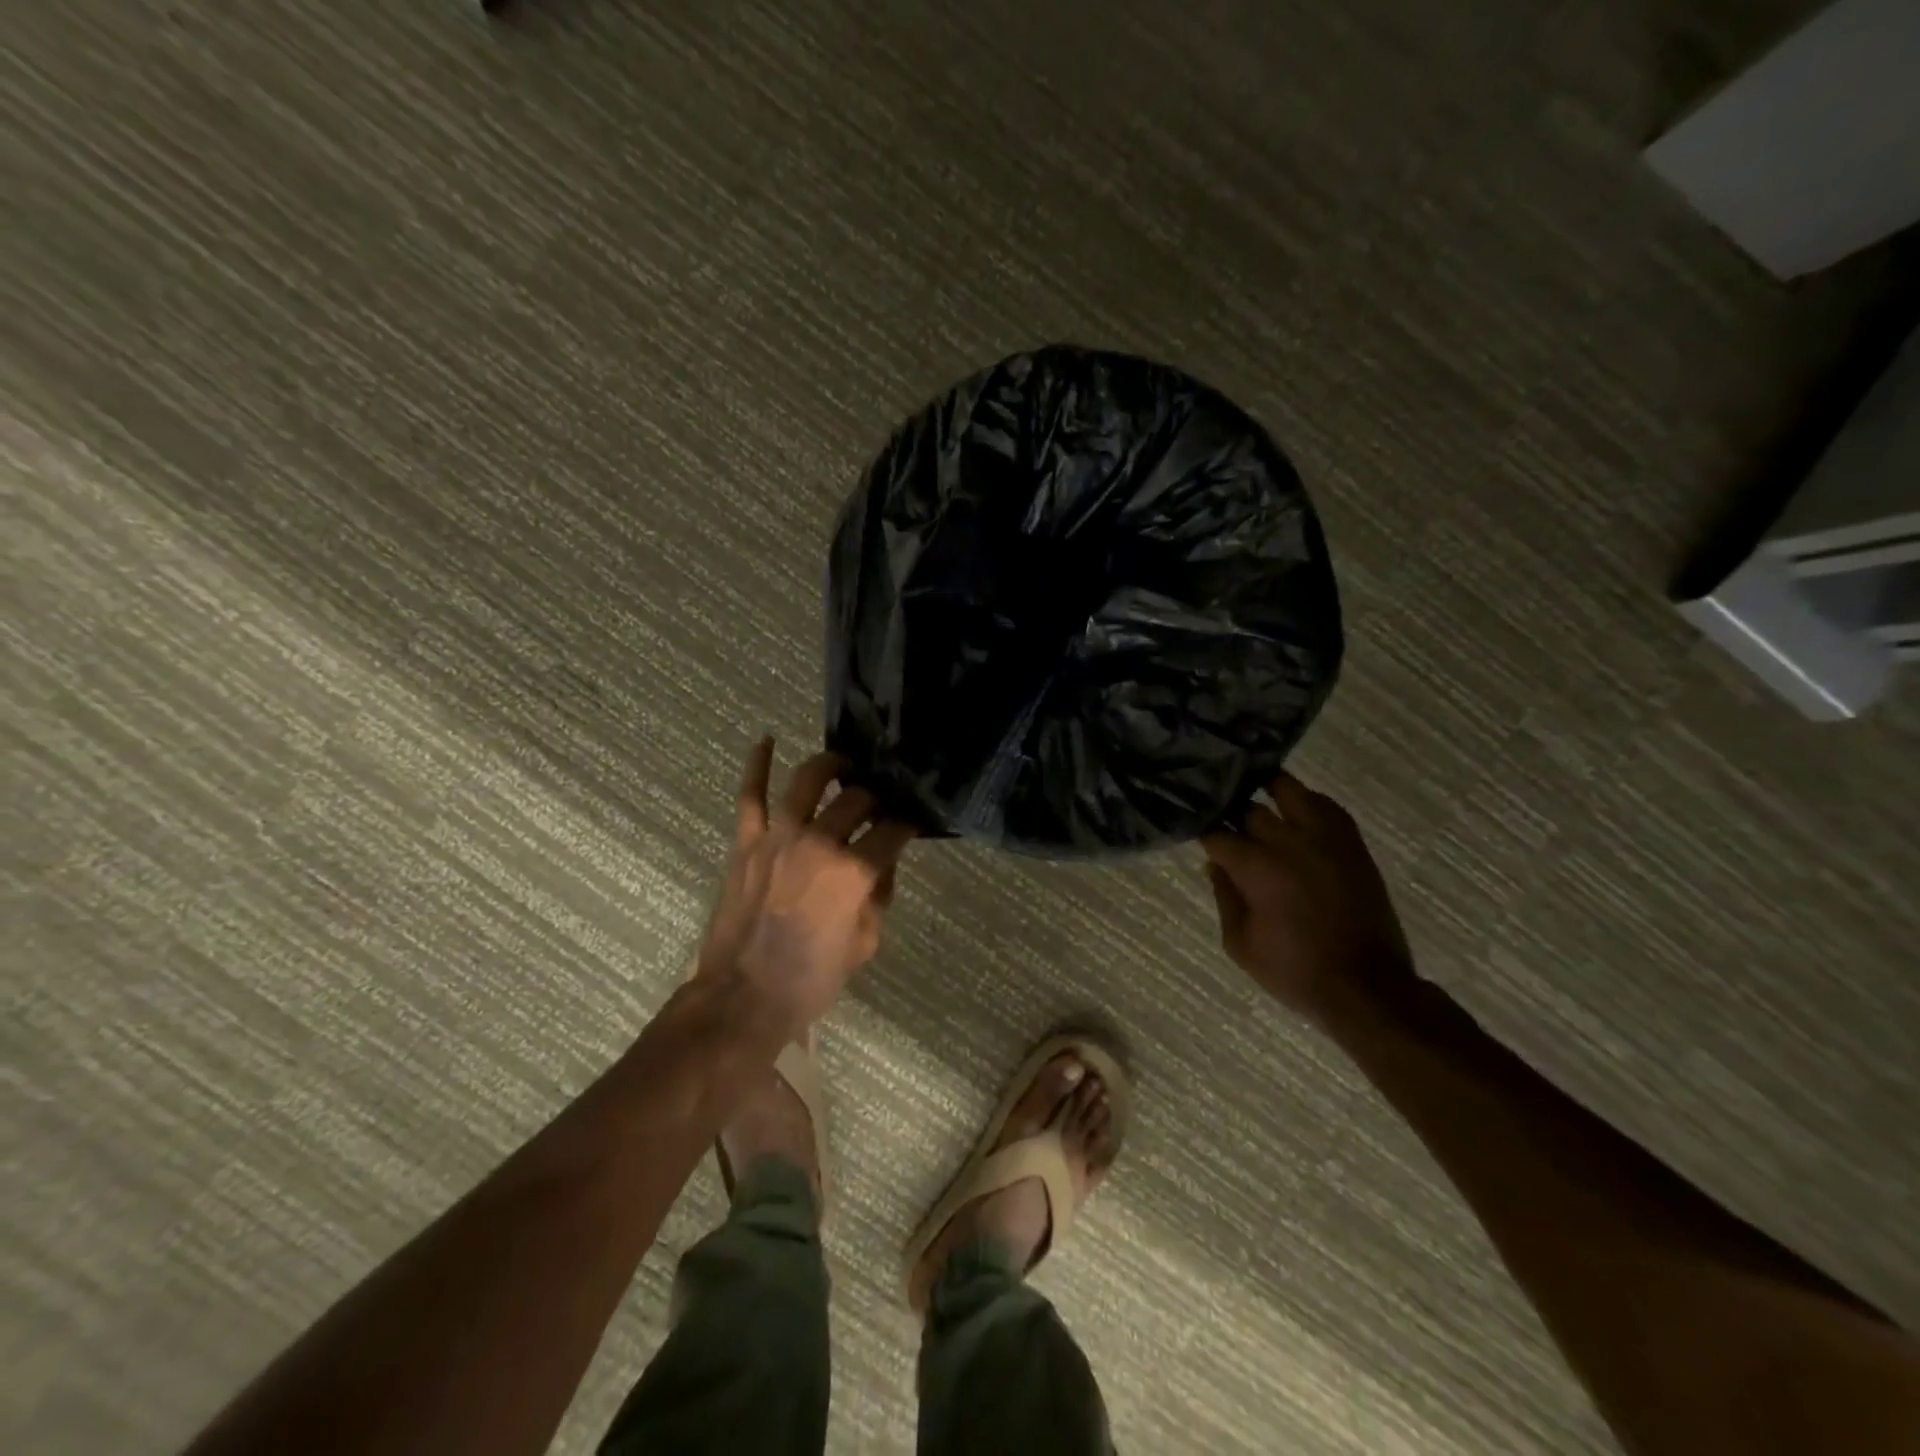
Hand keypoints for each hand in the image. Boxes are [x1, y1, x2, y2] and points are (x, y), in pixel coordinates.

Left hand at [697, 739, 915, 1035]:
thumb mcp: (866, 942)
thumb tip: (883, 862)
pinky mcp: (746, 841)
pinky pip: (751, 794)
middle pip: (857, 800)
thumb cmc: (812, 979)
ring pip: (808, 781)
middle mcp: (820, 842)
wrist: (743, 998)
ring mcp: (778, 836)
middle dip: (874, 799)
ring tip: (842, 765)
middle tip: (877, 805)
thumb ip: (880, 894)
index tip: (912, 824)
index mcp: (855, 871)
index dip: (908, 825)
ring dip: (830, 766)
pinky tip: (767, 740)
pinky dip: (757, 765)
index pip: (893, 831)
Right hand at [1201, 772, 1413, 1027]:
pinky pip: (1326, 805)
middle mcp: (1287, 841)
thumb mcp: (1240, 944)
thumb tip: (1215, 864)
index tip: (1195, 832)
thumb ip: (1224, 897)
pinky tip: (1294, 810)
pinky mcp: (1351, 844)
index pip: (1216, 833)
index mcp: (1255, 867)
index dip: (1203, 832)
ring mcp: (1324, 838)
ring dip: (1267, 789)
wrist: (1366, 986)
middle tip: (1222, 816)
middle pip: (1248, 807)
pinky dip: (1306, 801)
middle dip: (1230, 811)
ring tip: (1253, 791)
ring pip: (1289, 789)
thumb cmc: (1294, 971)